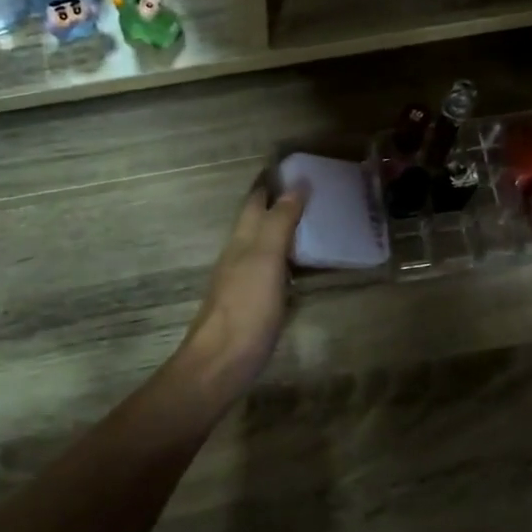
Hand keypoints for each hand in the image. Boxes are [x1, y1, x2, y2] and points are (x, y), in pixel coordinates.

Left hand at [176, 180, 307, 403]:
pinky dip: (285, 262)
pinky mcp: (251, 307)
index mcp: (242, 241)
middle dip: (277, 205)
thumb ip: (279, 222)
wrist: (221, 363)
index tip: (292, 168)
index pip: (254, 202)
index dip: (270, 184)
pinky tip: (298, 270)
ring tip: (311, 226)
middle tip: (309, 194)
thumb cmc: (245, 307)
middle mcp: (238, 256)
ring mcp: (242, 283)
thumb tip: (296, 185)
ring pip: (262, 248)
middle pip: (256, 223)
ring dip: (282, 233)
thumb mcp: (265, 259)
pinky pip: (270, 273)